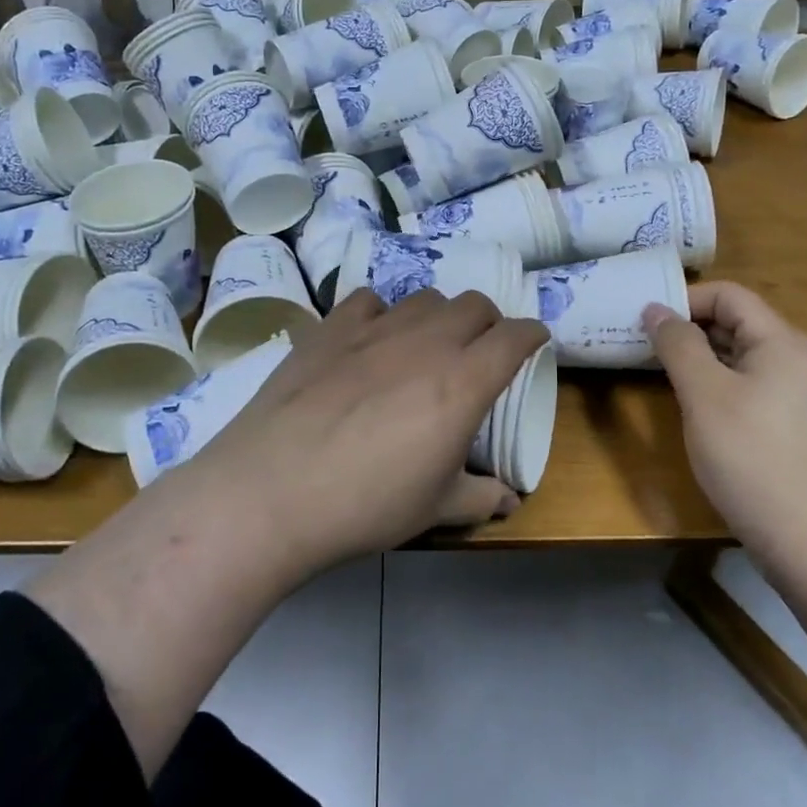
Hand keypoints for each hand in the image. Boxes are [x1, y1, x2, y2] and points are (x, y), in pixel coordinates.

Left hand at [186, 288, 549, 571]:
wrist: (272, 490)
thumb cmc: (366, 504)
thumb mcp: (434, 510)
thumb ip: (480, 498)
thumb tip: (510, 501)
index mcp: (462, 382)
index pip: (514, 336)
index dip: (532, 335)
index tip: (534, 342)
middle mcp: (425, 342)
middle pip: (474, 304)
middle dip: (488, 322)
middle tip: (480, 351)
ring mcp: (374, 328)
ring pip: (425, 297)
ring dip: (438, 316)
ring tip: (425, 345)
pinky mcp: (330, 327)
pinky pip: (368, 299)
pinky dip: (382, 313)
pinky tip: (371, 339)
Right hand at [642, 282, 806, 567]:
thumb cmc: (753, 458)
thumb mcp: (704, 394)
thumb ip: (678, 344)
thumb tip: (656, 308)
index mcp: (779, 341)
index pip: (728, 295)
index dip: (684, 299)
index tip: (643, 320)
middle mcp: (793, 360)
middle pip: (734, 323)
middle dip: (686, 328)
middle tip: (639, 343)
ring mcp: (795, 397)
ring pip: (737, 359)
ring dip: (697, 359)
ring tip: (655, 372)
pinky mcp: (789, 429)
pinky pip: (745, 389)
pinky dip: (713, 387)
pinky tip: (690, 410)